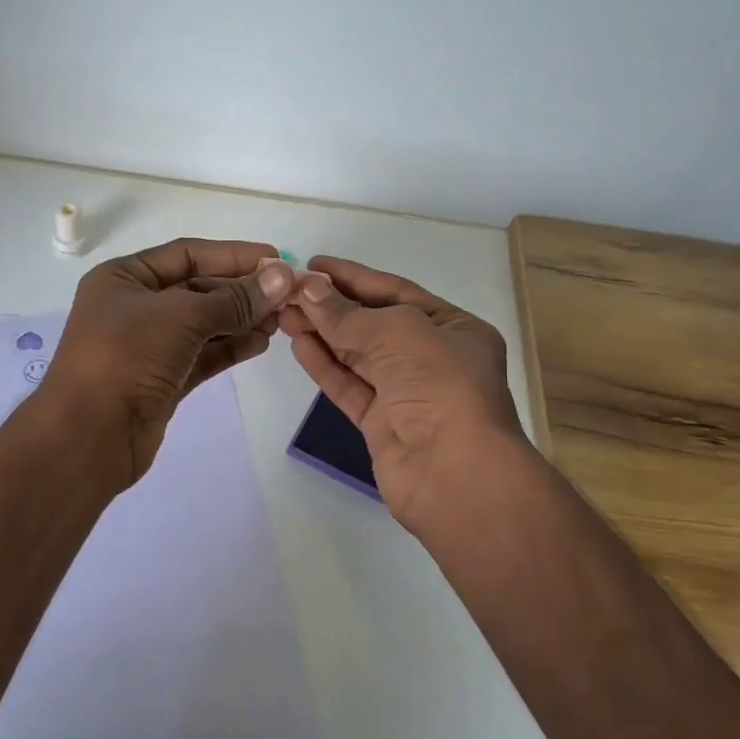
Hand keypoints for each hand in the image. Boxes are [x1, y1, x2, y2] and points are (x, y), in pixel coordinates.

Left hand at [45, 237, 296, 485]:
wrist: (89, 436)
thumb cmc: (127, 357)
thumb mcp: (182, 316)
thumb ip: (235, 298)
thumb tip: (283, 277)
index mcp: (124, 278)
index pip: (187, 254)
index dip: (233, 255)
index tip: (276, 258)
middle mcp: (134, 307)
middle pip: (197, 288)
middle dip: (241, 291)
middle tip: (287, 295)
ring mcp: (147, 346)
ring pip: (203, 324)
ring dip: (241, 320)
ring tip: (281, 320)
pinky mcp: (162, 380)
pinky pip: (202, 355)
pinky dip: (229, 348)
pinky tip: (260, 343)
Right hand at [280, 256, 524, 535]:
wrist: (455, 473)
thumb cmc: (439, 385)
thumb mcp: (397, 332)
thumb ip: (347, 313)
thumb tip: (308, 289)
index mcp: (454, 328)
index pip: (397, 292)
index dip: (354, 277)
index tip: (314, 265)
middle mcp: (433, 358)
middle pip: (374, 324)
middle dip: (332, 306)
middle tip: (288, 292)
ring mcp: (407, 394)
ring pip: (358, 356)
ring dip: (323, 333)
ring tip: (284, 315)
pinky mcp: (383, 424)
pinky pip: (350, 387)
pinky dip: (325, 366)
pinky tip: (299, 345)